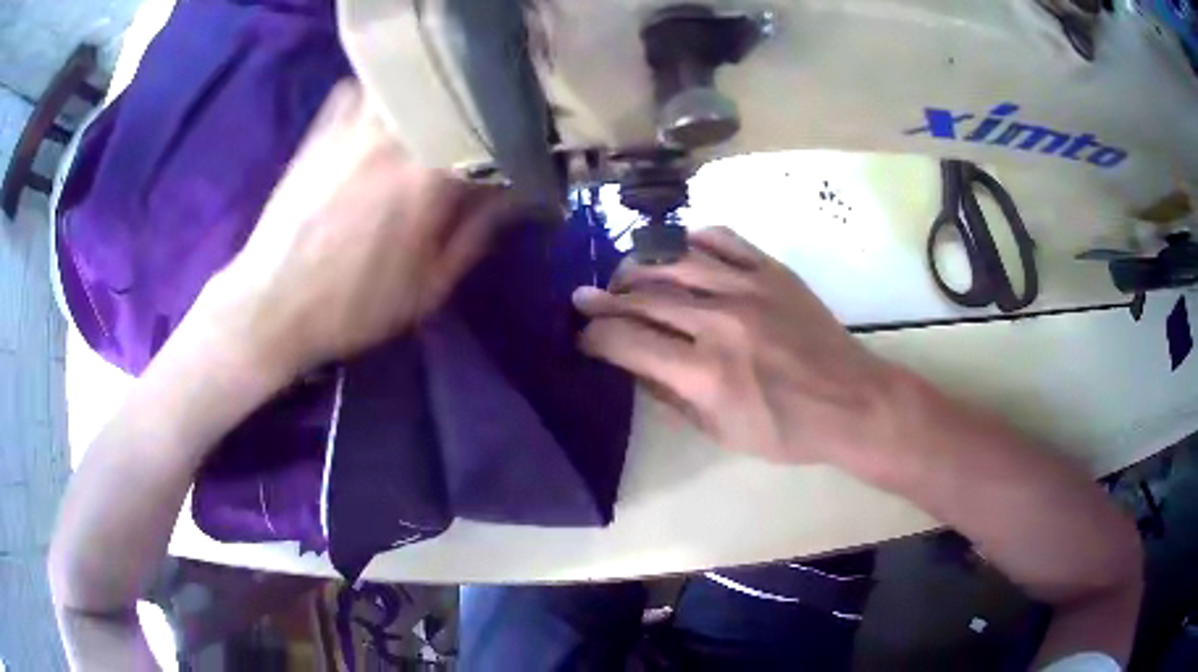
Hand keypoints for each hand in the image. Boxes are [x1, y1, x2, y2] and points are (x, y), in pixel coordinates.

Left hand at [191, 81, 511, 380]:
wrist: (270, 304)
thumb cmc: (352, 306)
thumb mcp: (427, 288)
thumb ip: (477, 234)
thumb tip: (518, 196)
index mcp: (430, 177)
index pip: (494, 139)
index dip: (517, 143)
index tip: (526, 152)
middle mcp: (396, 136)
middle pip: (455, 98)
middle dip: (480, 110)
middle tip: (489, 127)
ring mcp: (355, 124)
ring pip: (409, 84)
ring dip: (431, 94)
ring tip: (441, 112)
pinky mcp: (323, 126)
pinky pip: (363, 88)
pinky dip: (382, 91)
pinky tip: (386, 110)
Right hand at [573, 226, 908, 465]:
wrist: (851, 401)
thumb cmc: (786, 430)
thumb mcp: (720, 432)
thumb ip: (669, 395)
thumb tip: (630, 364)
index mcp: (705, 373)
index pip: (626, 342)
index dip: (594, 337)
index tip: (581, 336)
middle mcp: (720, 321)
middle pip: (643, 296)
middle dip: (604, 299)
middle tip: (586, 300)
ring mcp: (748, 288)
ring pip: (674, 259)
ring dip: (638, 266)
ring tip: (625, 276)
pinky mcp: (772, 271)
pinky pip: (722, 239)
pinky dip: (691, 240)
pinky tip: (678, 252)